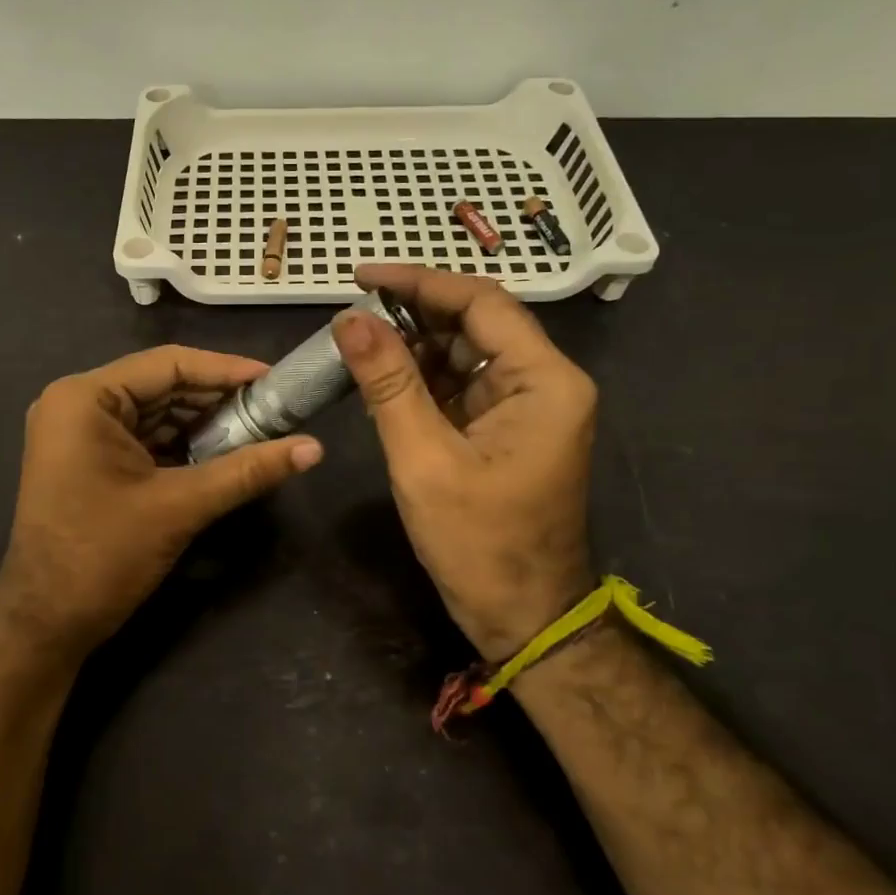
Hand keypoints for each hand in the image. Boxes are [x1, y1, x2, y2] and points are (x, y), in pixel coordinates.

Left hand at [0, 345, 322, 661]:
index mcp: (85, 398)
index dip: (226, 370)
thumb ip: (247, 471)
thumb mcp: (180, 507)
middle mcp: (76, 404)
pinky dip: (181, 444)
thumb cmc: (103, 556)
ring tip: (258, 428)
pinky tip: (223, 452)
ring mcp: (78, 433)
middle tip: (274, 407)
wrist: (45, 624)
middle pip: (161, 386)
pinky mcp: (87, 460)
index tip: (275, 378)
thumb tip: (315, 449)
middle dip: (217, 399)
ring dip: (203, 423)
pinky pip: (143, 438)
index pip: (168, 365)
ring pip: (155, 413)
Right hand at [333, 264, 596, 661]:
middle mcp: (545, 384)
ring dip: (414, 348)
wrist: (522, 617)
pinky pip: (462, 389)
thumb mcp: (423, 459)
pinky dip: (422, 381)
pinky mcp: (507, 431)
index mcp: (544, 381)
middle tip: (353, 314)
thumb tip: (350, 320)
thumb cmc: (478, 542)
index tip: (361, 278)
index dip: (419, 283)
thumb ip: (388, 384)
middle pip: (476, 325)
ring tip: (358, 345)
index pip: (481, 304)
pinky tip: (382, 381)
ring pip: (466, 355)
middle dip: (413, 315)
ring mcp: (527, 408)